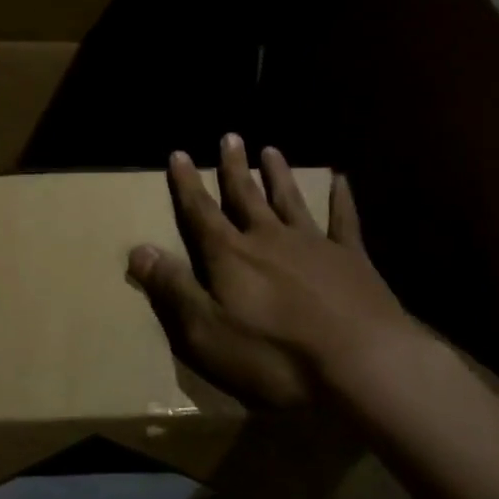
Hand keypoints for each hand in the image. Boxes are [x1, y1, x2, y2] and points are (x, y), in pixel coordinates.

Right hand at [127, 134, 413, 407]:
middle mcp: (269, 238)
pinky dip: (341, 199)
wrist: (361, 362)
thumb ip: (174, 289)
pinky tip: (341, 179)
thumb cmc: (275, 354)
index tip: (179, 154)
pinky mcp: (351, 258)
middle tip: (230, 137)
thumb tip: (137, 250)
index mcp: (232, 256)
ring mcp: (313, 244)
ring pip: (289, 199)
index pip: (201, 212)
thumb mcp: (207, 332)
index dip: (187, 185)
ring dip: (278, 175)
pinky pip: (344, 220)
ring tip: (270, 150)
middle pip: (246, 196)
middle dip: (234, 167)